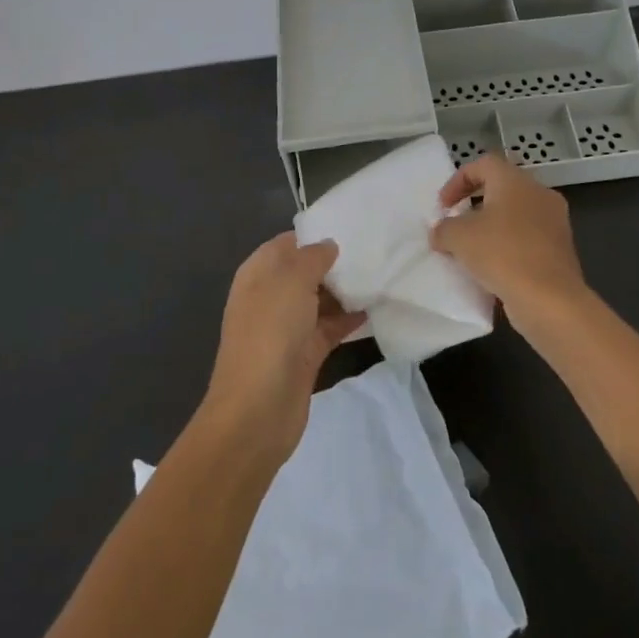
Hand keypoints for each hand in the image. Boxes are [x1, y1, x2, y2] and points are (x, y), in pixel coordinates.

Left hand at [202, 233, 365, 462]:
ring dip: (346, 291)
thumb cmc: (270, 333)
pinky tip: (375, 309)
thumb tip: (329, 245)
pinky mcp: (305, 353)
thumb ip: (312, 257)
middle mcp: (271, 296)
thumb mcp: (291, 281)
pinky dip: (350, 319)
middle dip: (335, 263)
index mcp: (258, 273)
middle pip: (306, 271)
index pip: (288, 243)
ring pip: (320, 299)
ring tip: (381, 276)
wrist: (257, 410)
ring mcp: (287, 327)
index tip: (351, 227)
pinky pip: (331, 327)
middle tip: (374, 250)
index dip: (315, 235)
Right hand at [430, 154, 588, 334]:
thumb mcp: (458, 237)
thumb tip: (441, 232)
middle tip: (457, 225)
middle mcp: (539, 193)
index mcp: (515, 180)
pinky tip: (494, 269)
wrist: (550, 299)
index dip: (458, 181)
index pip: (483, 164)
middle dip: (475, 205)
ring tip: (472, 251)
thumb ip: (443, 228)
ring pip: (516, 215)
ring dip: (492, 228)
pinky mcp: (561, 249)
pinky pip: (528, 239)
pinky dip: (509, 247)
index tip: (443, 207)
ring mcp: (555, 222)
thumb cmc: (502, 254)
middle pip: (501, 188)